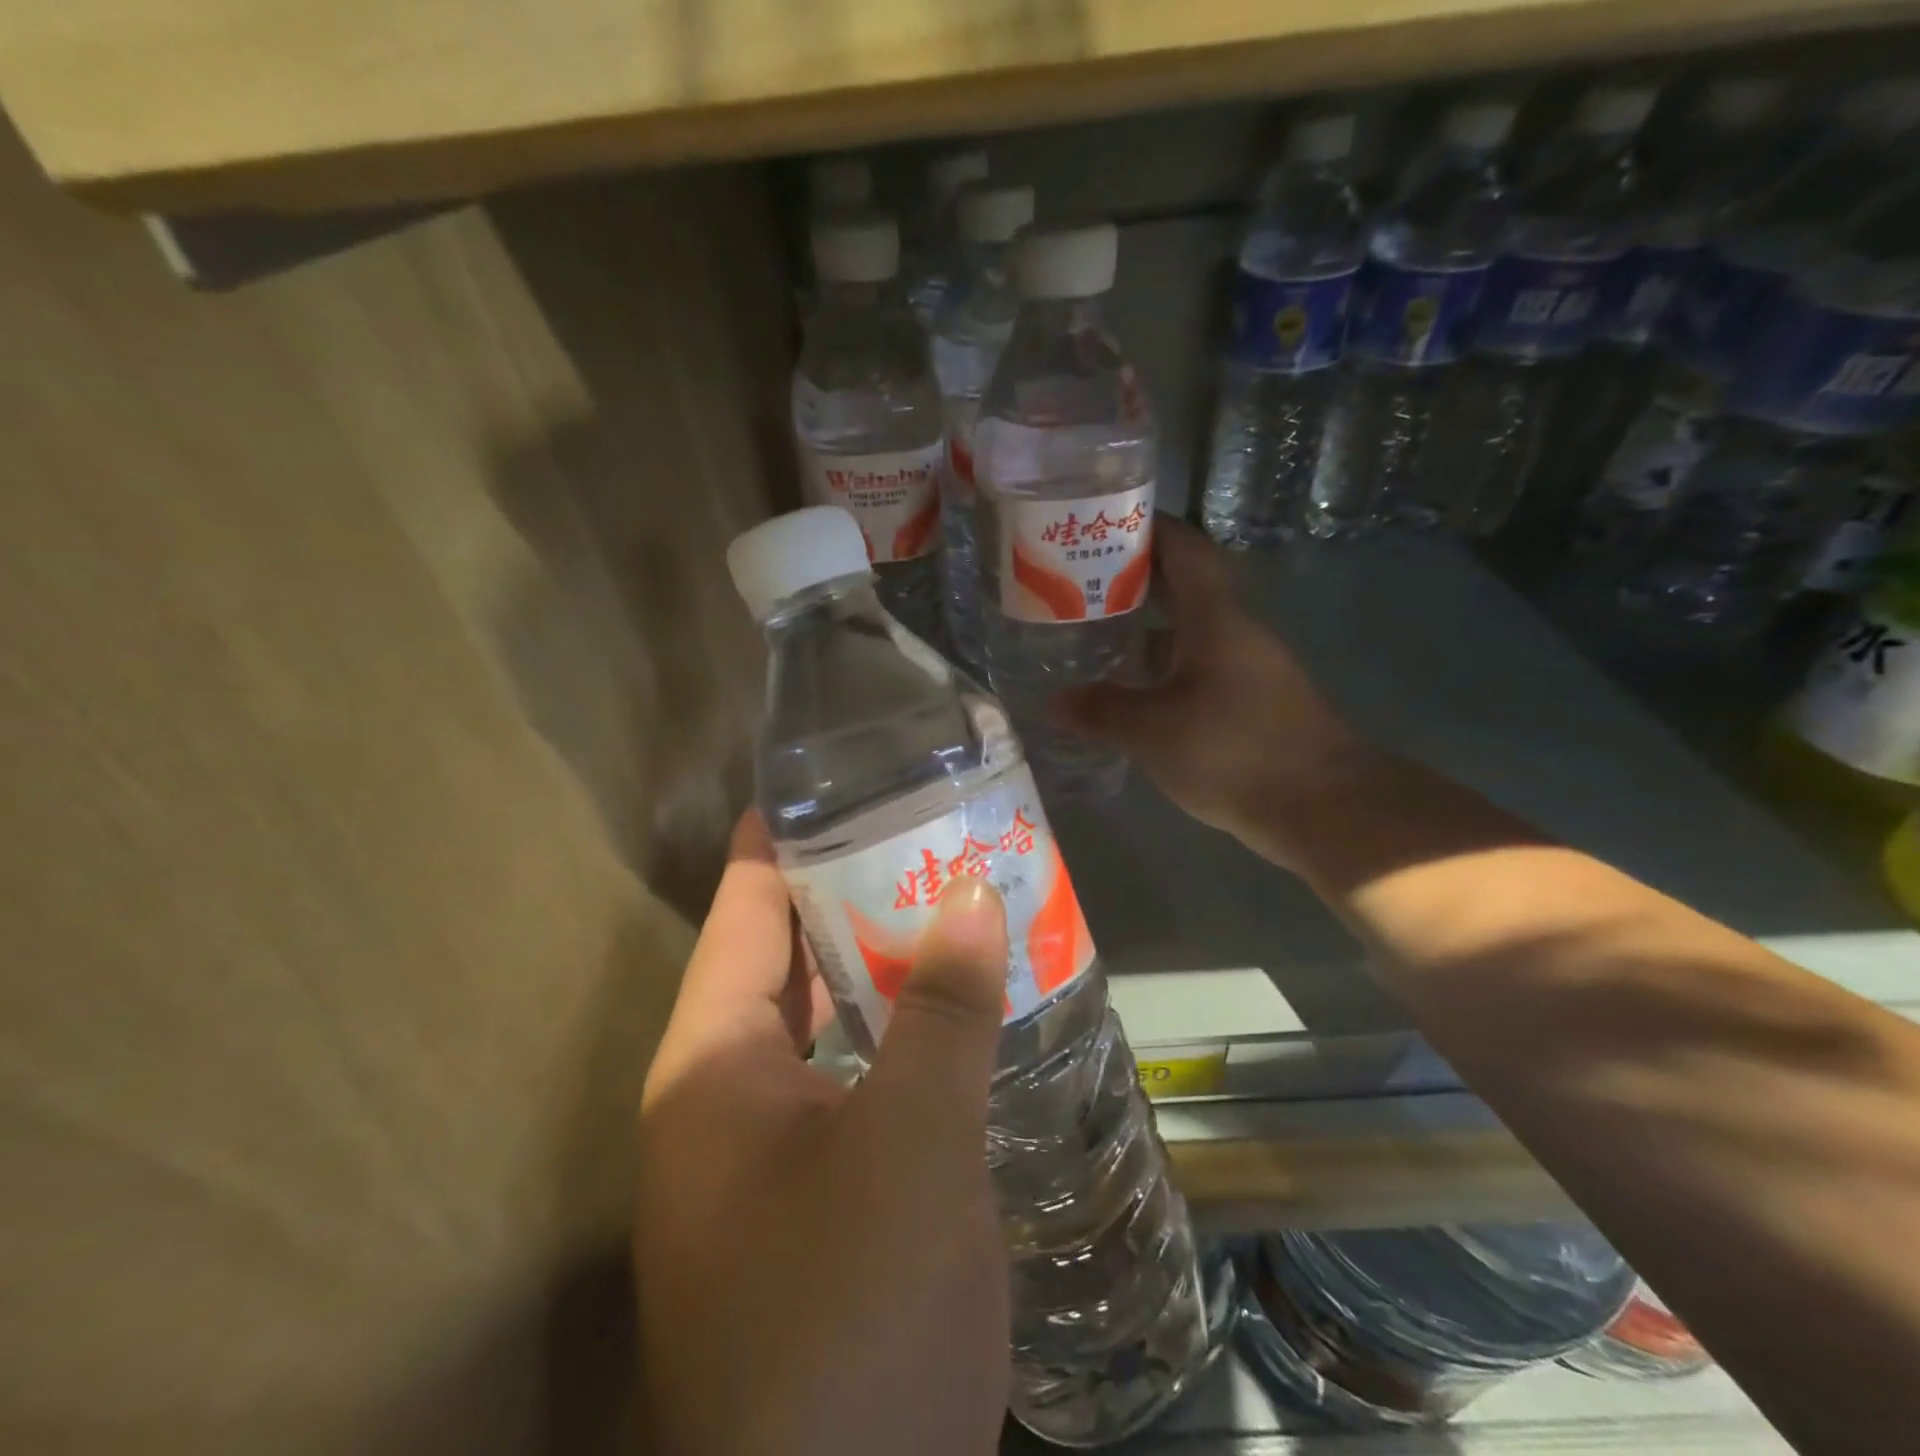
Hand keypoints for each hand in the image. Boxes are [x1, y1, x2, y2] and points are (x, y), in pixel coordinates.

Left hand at [635, 812, 1011, 1455]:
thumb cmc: (850, 1318)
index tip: (840, 780)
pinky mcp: (815, 1202)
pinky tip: (959, 1017)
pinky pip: (856, 1080)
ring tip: (956, 903)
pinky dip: (901, 1037)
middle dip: (855, 895)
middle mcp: (725, 1097)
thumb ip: (942, 1011)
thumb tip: (973, 894)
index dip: (784, 838)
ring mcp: (767, 1155)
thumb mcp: (909, 1145)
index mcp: (712, 1063)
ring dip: (886, 967)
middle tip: (928, 833)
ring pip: (829, 1022)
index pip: (747, 909)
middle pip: (790, 959)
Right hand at [1056, 520, 1373, 866]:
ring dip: (1150, 631)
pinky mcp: (1256, 705)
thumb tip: (1055, 702)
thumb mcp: (1153, 731)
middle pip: (1185, 591)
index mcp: (1215, 620)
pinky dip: (1167, 671)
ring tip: (1098, 639)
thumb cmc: (1234, 751)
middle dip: (1137, 584)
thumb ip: (1102, 711)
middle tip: (1082, 587)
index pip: (1186, 551)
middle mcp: (1237, 634)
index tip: (1111, 523)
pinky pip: (1202, 671)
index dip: (1152, 529)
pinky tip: (1137, 695)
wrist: (1323, 807)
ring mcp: (1251, 670)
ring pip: (1192, 635)